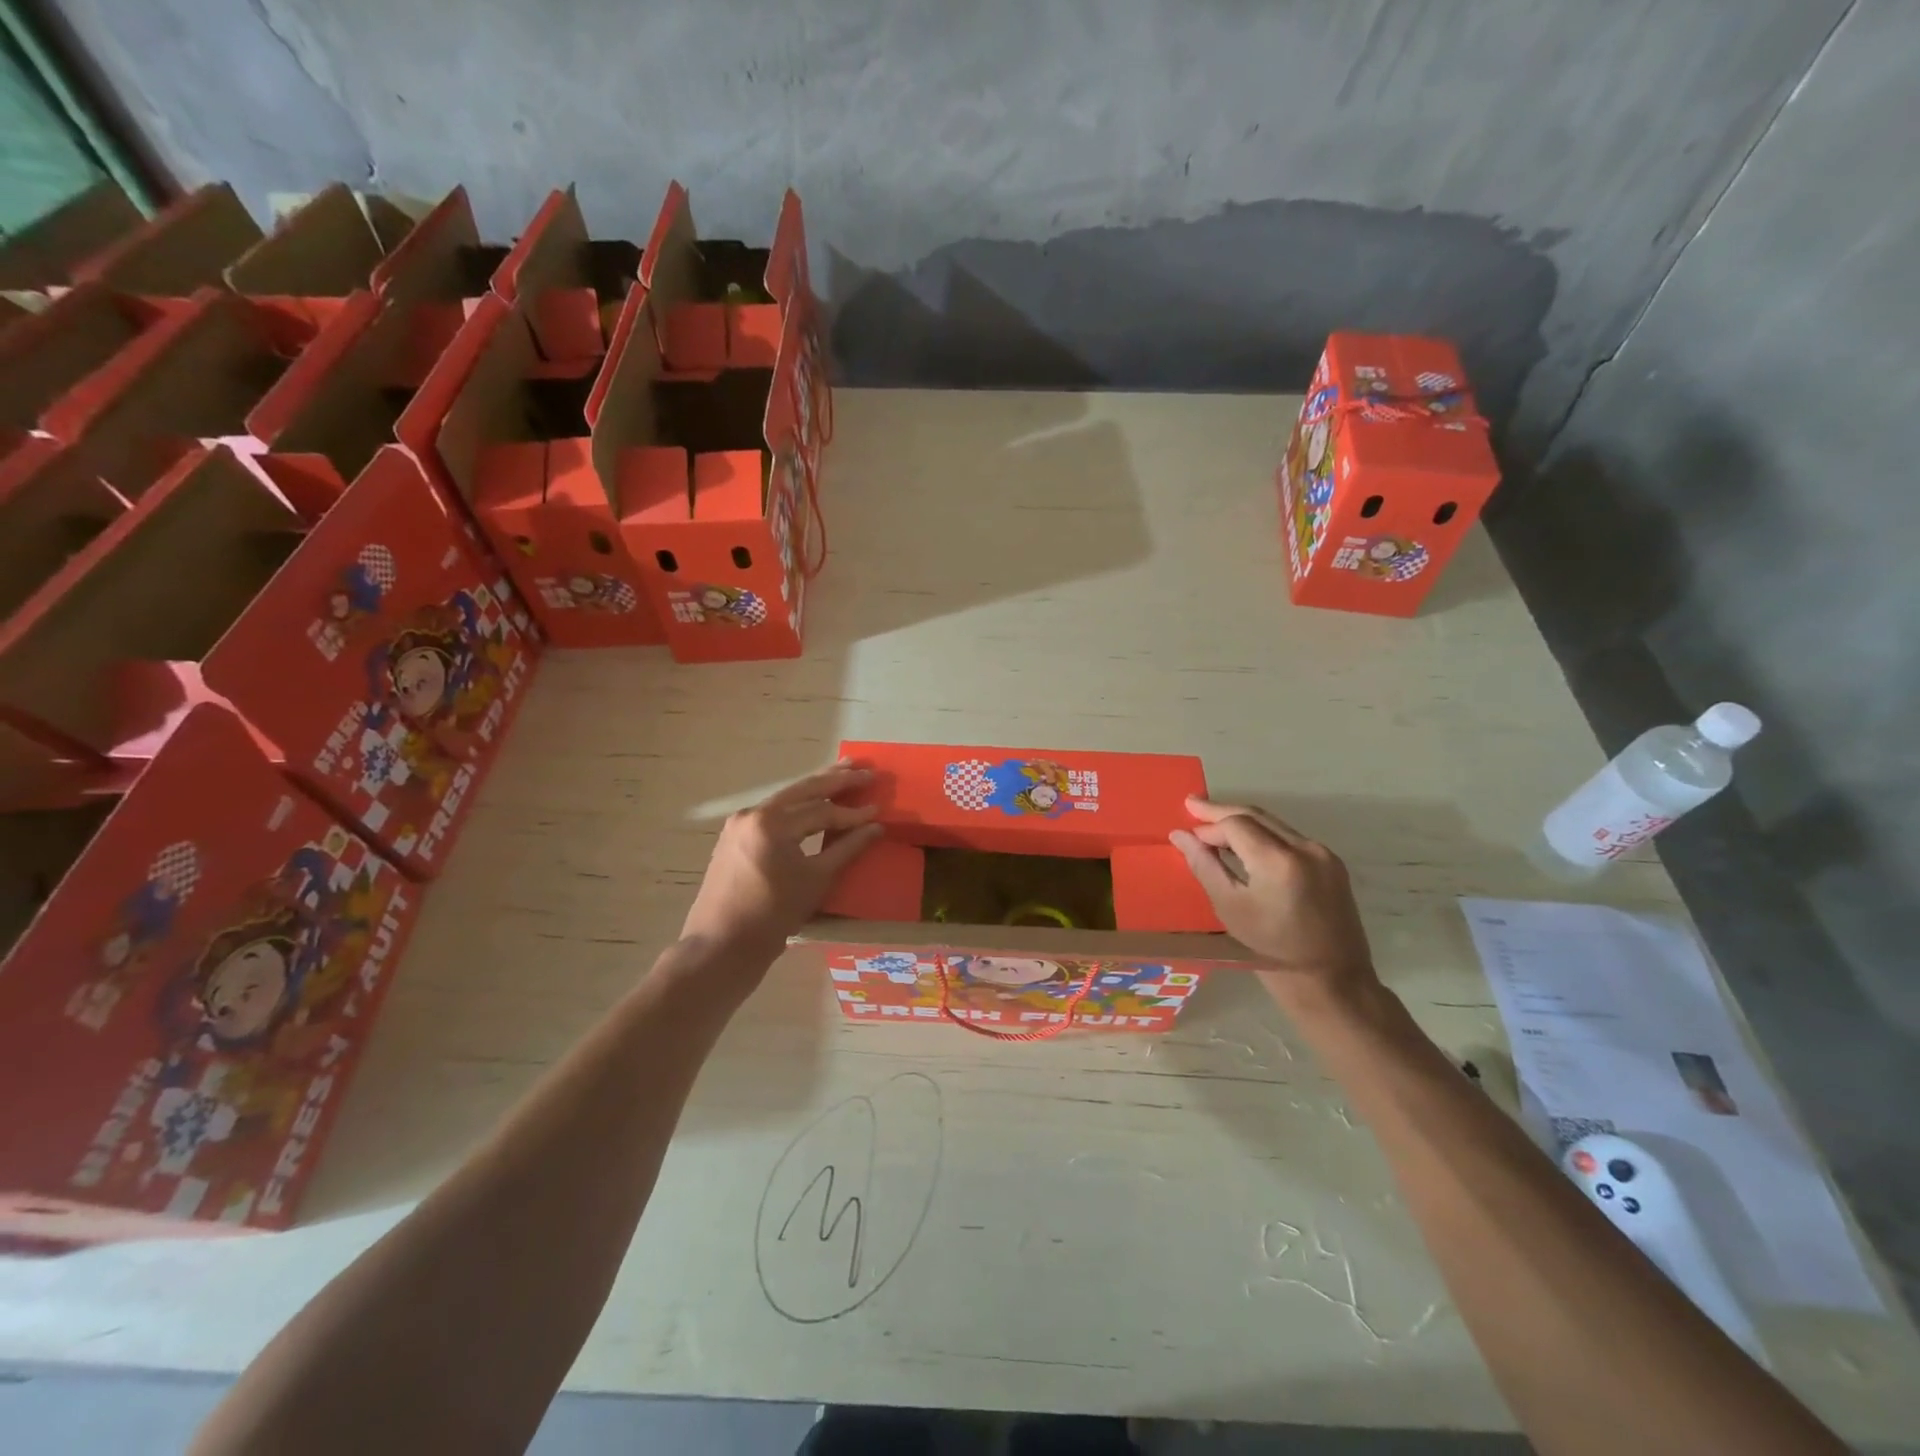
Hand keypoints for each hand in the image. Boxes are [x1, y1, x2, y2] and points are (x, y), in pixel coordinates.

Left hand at [680, 761, 882, 964]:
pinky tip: (812, 806)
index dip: (852, 812)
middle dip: (834, 779)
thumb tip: (875, 827)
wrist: (721, 947)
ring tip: (841, 776)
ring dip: (814, 790)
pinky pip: (772, 816)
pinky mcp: (734, 838)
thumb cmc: (772, 915)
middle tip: (863, 767)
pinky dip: (796, 809)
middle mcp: (752, 813)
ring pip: (786, 801)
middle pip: (801, 791)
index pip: (821, 811)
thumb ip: (847, 848)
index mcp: (771, 822)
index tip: (878, 810)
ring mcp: (739, 825)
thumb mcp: (815, 880)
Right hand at [1170, 796, 1377, 999]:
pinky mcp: (1332, 863)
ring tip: (1213, 824)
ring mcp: (1323, 853)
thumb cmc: (1272, 948)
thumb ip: (1204, 866)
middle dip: (1222, 812)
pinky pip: (1290, 837)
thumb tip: (1180, 835)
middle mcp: (1305, 847)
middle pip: (1256, 815)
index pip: (1235, 824)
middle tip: (1192, 805)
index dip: (1208, 824)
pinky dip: (1264, 835)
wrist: (1331, 978)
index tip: (1186, 831)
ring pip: (1274, 824)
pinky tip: (1246, 844)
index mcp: (1278, 861)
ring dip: (1243, 822)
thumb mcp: (1230, 908)